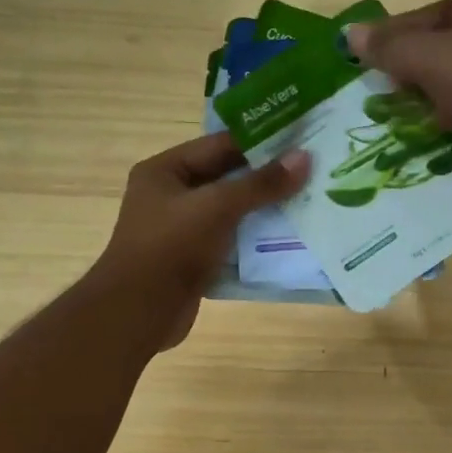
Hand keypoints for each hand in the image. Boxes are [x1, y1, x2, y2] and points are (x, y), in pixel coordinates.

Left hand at [90, 132, 309, 349]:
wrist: (138, 312)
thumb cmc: (171, 248)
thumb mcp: (217, 208)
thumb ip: (260, 184)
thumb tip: (304, 158)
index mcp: (165, 171)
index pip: (219, 145)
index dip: (260, 142)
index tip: (301, 139)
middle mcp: (171, 196)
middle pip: (227, 179)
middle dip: (267, 177)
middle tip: (313, 171)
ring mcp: (182, 230)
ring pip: (232, 212)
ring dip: (265, 210)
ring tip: (309, 201)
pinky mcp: (194, 260)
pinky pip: (231, 242)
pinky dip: (256, 240)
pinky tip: (290, 238)